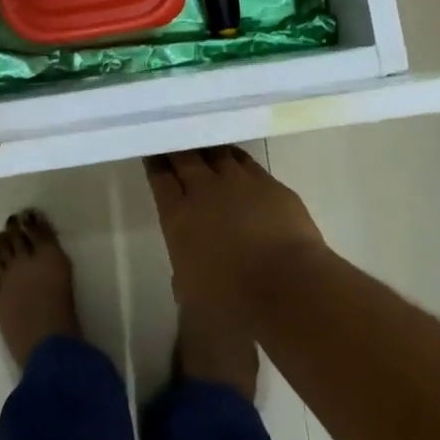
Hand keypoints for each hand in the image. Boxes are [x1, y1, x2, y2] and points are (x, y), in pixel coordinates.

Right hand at [146, 146, 326, 317]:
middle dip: (177, 147)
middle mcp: (205, 191)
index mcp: (179, 217)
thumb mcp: (192, 294)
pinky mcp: (269, 183)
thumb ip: (184, 269)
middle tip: (174, 137)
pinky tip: (235, 159)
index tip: (152, 151)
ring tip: (204, 144)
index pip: (160, 179)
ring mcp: (239, 182)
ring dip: (207, 148)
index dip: (154, 163)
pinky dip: (236, 158)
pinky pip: (246, 161)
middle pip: (185, 157)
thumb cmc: (233, 301)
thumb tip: (187, 265)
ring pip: (217, 152)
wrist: (287, 285)